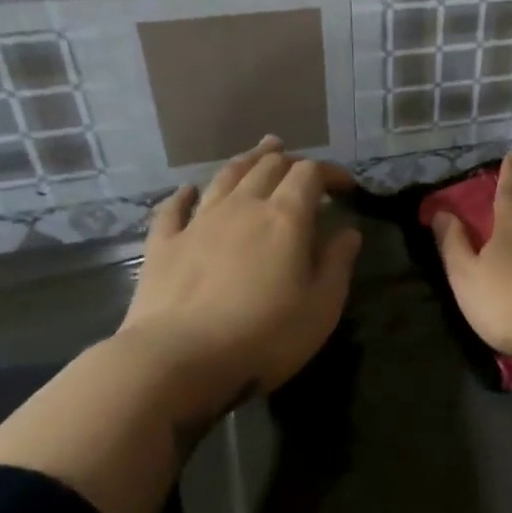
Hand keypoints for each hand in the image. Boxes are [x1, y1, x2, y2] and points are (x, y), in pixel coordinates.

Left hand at [119, 136, 361, 394]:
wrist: (178, 359)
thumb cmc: (264, 336)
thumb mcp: (321, 306)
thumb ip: (337, 263)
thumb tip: (348, 232)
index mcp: (285, 218)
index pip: (310, 174)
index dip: (330, 172)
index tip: (344, 186)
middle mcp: (242, 207)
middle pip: (267, 167)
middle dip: (290, 161)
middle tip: (303, 168)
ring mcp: (198, 222)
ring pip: (225, 177)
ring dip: (247, 161)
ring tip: (260, 153)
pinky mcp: (163, 244)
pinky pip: (174, 208)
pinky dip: (185, 194)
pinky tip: (189, 190)